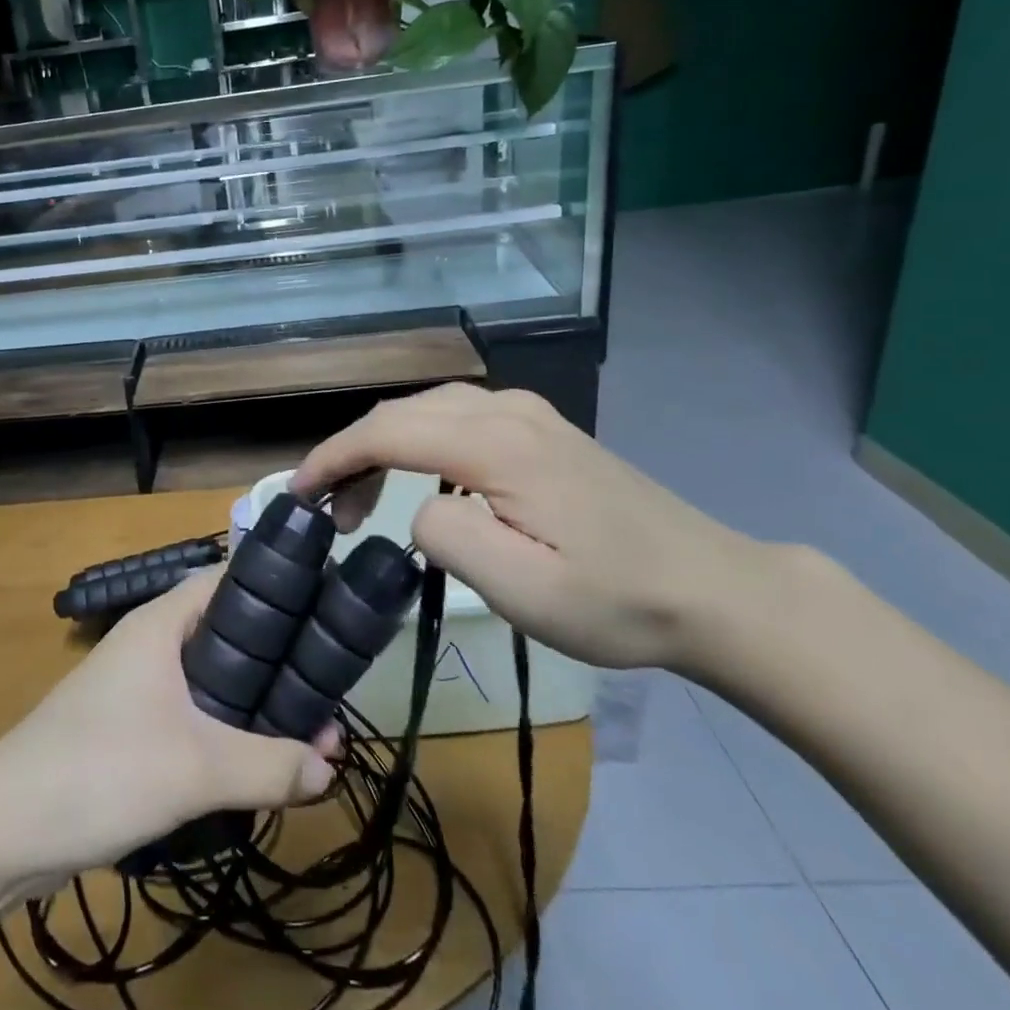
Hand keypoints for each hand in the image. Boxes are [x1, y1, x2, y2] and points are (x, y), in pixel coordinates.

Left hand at [0, 568, 338, 879]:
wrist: (2, 829)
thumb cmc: (100, 770)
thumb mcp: (195, 769)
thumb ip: (269, 766)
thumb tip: (330, 768)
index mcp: (162, 624)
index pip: (229, 580)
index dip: (279, 590)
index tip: (327, 613)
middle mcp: (151, 645)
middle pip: (229, 637)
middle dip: (279, 665)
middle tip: (327, 699)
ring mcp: (137, 688)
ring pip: (212, 683)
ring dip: (255, 707)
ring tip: (305, 740)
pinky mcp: (129, 730)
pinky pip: (192, 718)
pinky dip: (226, 735)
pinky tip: (254, 767)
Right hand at [291, 383, 783, 675]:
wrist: (711, 590)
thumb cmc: (615, 599)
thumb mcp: (521, 588)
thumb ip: (446, 535)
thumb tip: (419, 508)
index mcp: (495, 443)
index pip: (386, 432)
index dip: (333, 458)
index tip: (298, 494)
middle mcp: (506, 409)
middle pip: (401, 413)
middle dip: (353, 454)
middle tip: (331, 512)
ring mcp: (528, 413)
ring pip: (426, 409)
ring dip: (384, 447)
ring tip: (367, 501)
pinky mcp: (541, 429)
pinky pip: (456, 416)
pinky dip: (418, 441)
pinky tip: (421, 479)